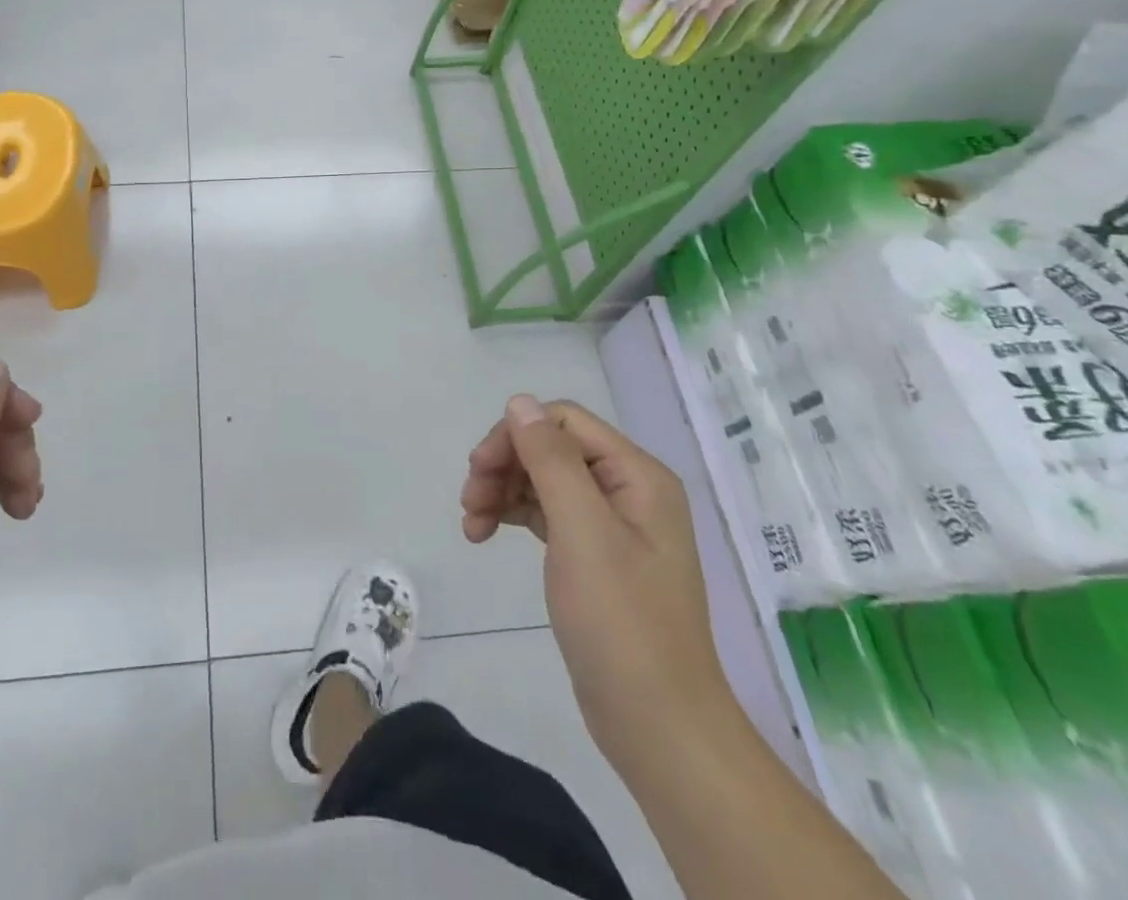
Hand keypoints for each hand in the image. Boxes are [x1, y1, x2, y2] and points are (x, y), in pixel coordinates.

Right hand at [461, 395, 731, 755]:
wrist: (658, 726)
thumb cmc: (621, 623)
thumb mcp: (582, 531)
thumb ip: (551, 460)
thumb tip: (520, 402)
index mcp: (637, 475)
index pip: (563, 422)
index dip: (515, 435)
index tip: (478, 470)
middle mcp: (628, 489)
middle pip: (550, 448)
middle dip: (505, 464)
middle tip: (469, 499)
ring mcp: (612, 524)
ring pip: (543, 479)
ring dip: (502, 490)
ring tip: (471, 523)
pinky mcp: (595, 555)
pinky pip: (547, 513)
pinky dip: (513, 515)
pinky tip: (485, 533)